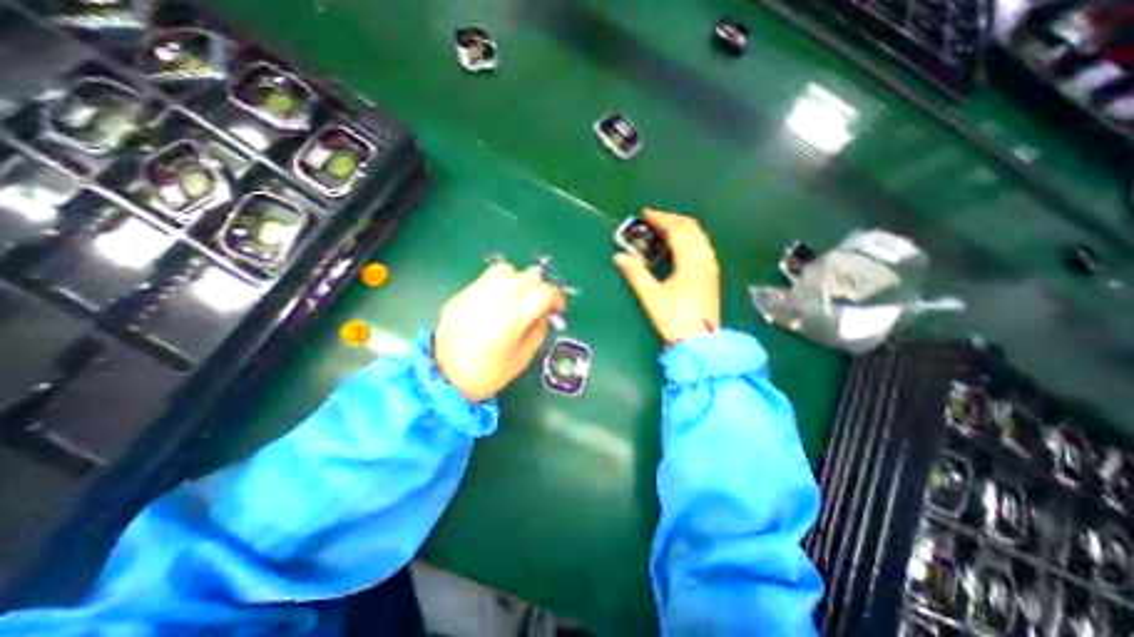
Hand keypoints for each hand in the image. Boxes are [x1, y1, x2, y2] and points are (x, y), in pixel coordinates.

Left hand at [436, 264, 566, 403]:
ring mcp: (477, 292)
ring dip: (519, 282)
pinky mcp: (462, 293)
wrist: (443, 376)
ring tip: (517, 298)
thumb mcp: (522, 358)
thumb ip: (538, 331)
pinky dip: (500, 283)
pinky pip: (487, 277)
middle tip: (539, 305)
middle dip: (540, 288)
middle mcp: (496, 298)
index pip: (544, 292)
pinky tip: (497, 301)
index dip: (557, 298)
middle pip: (529, 276)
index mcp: (513, 317)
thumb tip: (544, 314)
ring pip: (508, 270)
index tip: (557, 309)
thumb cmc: (487, 374)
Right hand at [616, 209, 721, 344]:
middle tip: (653, 220)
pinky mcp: (711, 276)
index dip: (661, 219)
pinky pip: (701, 246)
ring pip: (698, 237)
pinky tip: (677, 248)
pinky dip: (688, 239)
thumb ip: (635, 274)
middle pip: (691, 229)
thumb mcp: (651, 296)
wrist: (700, 342)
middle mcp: (704, 259)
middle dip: (672, 220)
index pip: (677, 230)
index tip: (645, 214)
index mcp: (690, 261)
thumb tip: (619, 256)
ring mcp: (710, 267)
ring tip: (663, 230)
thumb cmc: (674, 319)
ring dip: (681, 228)